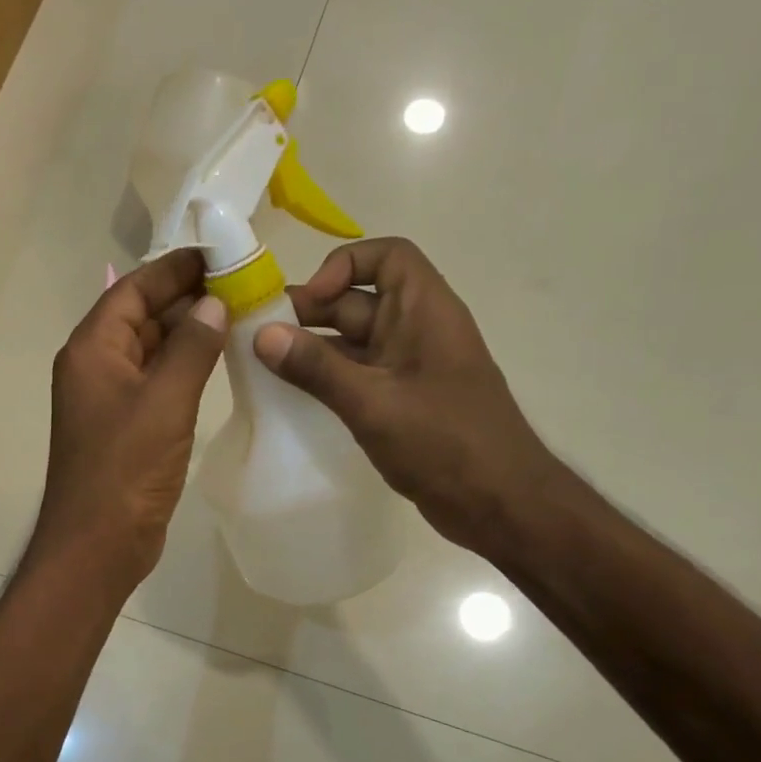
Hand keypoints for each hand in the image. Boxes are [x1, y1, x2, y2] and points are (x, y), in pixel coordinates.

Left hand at [31, 247, 227, 587]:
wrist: (98, 544)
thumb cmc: (125, 470)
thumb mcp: (164, 402)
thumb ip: (191, 348)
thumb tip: (214, 304)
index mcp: (92, 349)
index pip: (133, 290)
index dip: (174, 269)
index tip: (218, 253)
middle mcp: (95, 366)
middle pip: (141, 316)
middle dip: (186, 298)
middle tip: (240, 283)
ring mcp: (110, 399)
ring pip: (150, 349)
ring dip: (188, 332)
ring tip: (239, 314)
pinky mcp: (126, 427)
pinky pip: (156, 381)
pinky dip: (184, 367)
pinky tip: (219, 361)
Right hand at [253, 237, 563, 554]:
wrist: (499, 504)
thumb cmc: (444, 443)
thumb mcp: (373, 402)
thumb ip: (316, 368)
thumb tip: (262, 335)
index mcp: (425, 311)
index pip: (387, 257)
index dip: (344, 266)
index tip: (309, 300)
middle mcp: (417, 331)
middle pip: (359, 301)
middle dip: (311, 313)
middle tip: (261, 338)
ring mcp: (410, 369)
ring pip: (353, 343)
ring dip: (312, 350)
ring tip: (265, 367)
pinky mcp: (402, 402)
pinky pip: (357, 376)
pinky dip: (326, 380)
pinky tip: (292, 397)